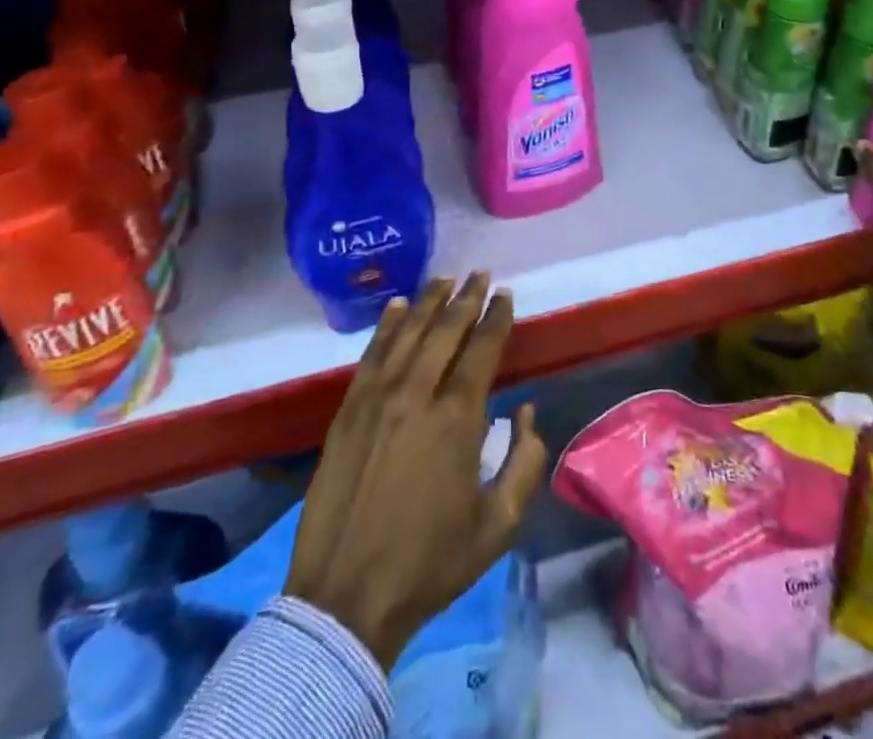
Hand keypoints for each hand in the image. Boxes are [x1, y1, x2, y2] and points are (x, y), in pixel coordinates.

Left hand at [285, 273, 547, 668]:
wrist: (345, 598)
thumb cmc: (429, 564)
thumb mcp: (498, 526)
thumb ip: (524, 463)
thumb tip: (527, 412)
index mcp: (457, 419)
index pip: (482, 349)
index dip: (496, 318)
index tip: (505, 295)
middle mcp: (417, 394)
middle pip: (445, 330)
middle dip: (466, 298)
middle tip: (480, 273)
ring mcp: (376, 399)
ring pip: (408, 333)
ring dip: (429, 302)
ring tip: (446, 278)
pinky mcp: (347, 411)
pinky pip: (372, 354)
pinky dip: (387, 326)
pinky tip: (397, 307)